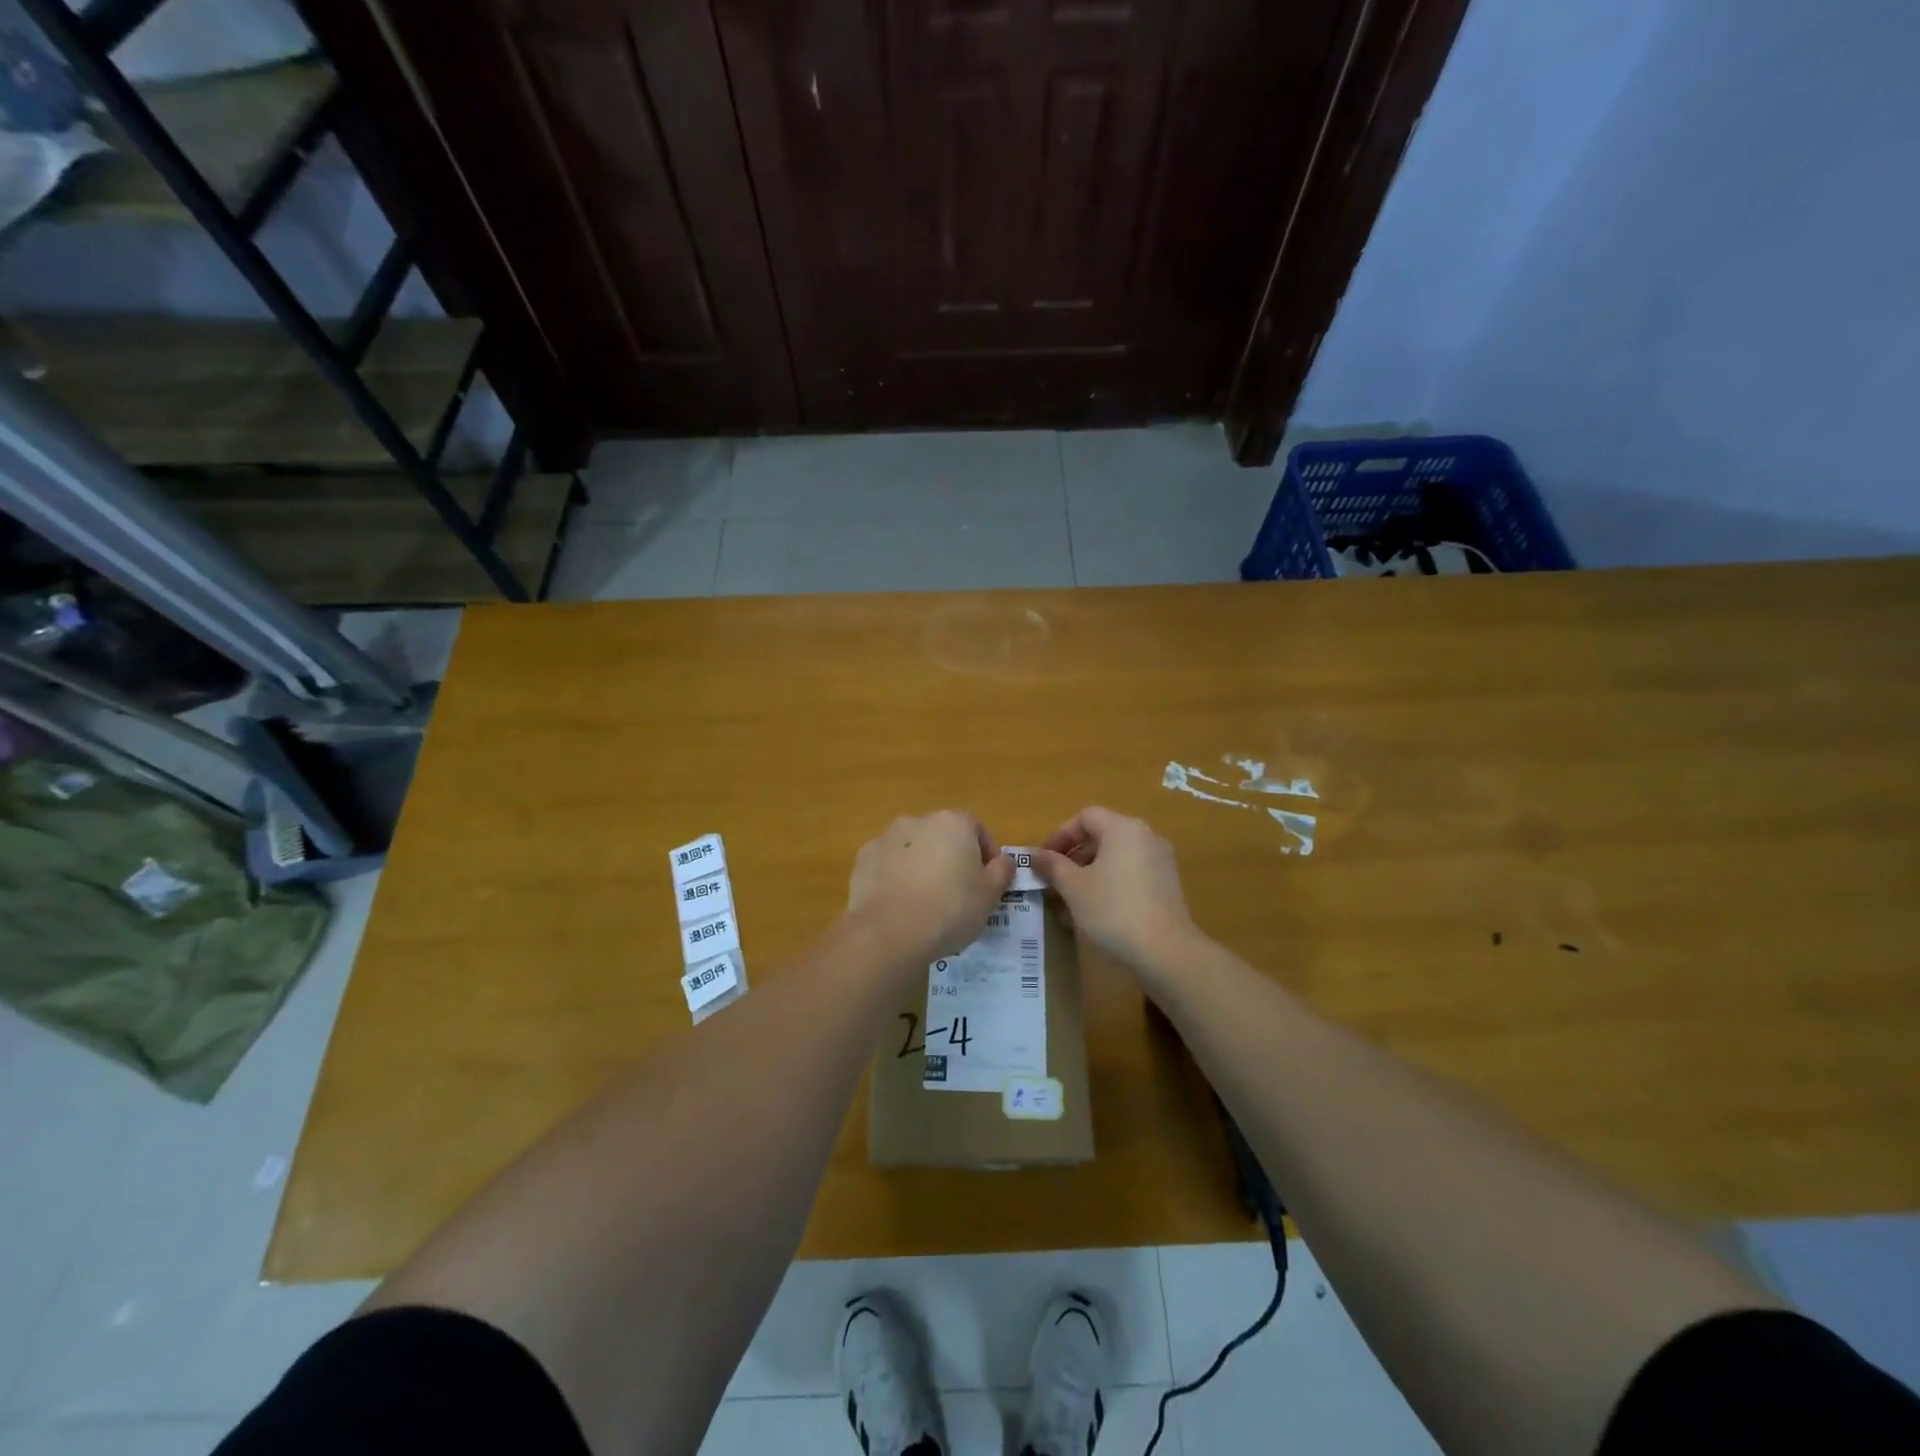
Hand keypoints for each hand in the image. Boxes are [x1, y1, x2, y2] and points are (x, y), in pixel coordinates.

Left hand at [847, 811, 1013, 960]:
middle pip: (943, 836)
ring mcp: (886, 838)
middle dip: (951, 859)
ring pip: (913, 849)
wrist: (890, 931)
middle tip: (958, 894)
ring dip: (921, 867)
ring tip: (926, 903)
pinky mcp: (863, 860)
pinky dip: (895, 878)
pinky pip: (887, 865)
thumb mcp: (990, 895)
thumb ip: (1002, 871)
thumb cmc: (951, 908)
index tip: (988, 882)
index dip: (986, 855)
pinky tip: (900, 906)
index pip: (978, 829)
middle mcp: (918, 821)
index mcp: (953, 823)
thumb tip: (1003, 861)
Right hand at [1033, 807, 1198, 972]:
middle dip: (1074, 856)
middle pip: (1102, 835)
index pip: (1085, 817)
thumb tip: (1035, 855)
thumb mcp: (1074, 887)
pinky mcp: (1167, 884)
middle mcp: (1145, 836)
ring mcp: (1160, 860)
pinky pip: (1131, 873)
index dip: (1060, 835)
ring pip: (1116, 857)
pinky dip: (1110, 883)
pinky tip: (1096, 910)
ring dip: (1090, 872)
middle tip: (1054, 879)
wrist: (1166, 950)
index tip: (1043, 859)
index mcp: (1123, 828)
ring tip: (1071, 899)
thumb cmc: (1113, 909)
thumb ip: (1053, 866)